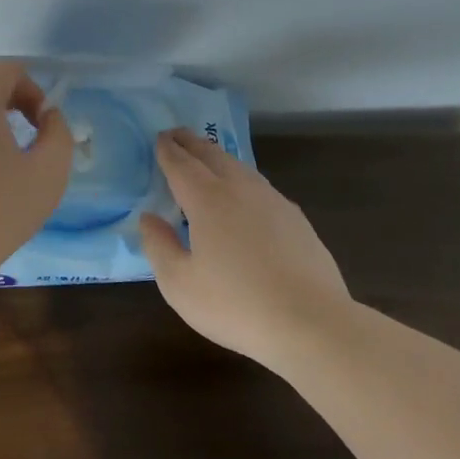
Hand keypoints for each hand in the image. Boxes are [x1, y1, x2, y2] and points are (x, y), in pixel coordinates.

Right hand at [139, 128, 351, 364]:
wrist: (311, 323)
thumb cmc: (235, 305)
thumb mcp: (179, 284)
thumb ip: (158, 246)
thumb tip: (148, 218)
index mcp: (207, 200)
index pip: (181, 164)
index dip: (167, 150)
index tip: (158, 138)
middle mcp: (240, 189)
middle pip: (212, 155)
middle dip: (192, 143)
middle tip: (177, 136)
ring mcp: (273, 201)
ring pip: (240, 167)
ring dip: (218, 157)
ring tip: (207, 159)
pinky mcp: (296, 219)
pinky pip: (260, 187)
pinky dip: (242, 179)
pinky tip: (244, 195)